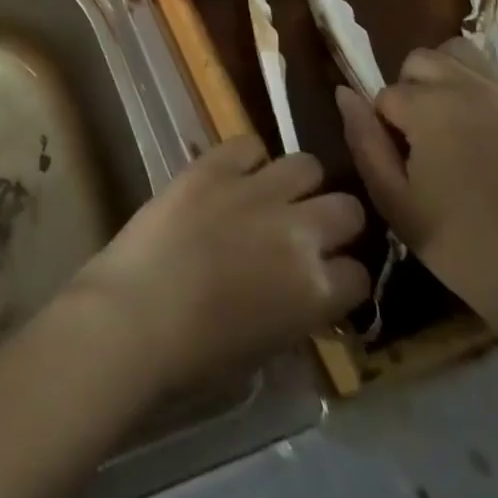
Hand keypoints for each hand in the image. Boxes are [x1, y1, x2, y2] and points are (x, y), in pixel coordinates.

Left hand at [68, 136, 368, 396]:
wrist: (137, 315)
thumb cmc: (198, 353)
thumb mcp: (269, 345)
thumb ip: (298, 310)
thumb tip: (304, 289)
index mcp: (317, 291)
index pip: (360, 275)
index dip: (342, 276)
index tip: (325, 277)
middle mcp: (300, 232)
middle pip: (347, 208)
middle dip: (334, 221)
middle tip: (306, 229)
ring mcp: (258, 191)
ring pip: (307, 165)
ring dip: (297, 183)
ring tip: (273, 194)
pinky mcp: (216, 165)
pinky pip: (250, 144)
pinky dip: (247, 159)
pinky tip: (232, 175)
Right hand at [336, 36, 497, 340]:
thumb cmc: (462, 245)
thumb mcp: (395, 201)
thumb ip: (363, 141)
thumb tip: (343, 93)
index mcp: (429, 107)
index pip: (384, 96)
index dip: (384, 131)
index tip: (402, 168)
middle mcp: (466, 85)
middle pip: (417, 61)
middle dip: (408, 92)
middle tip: (418, 142)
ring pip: (455, 52)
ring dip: (440, 76)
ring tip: (444, 120)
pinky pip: (491, 70)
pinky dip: (474, 81)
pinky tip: (475, 121)